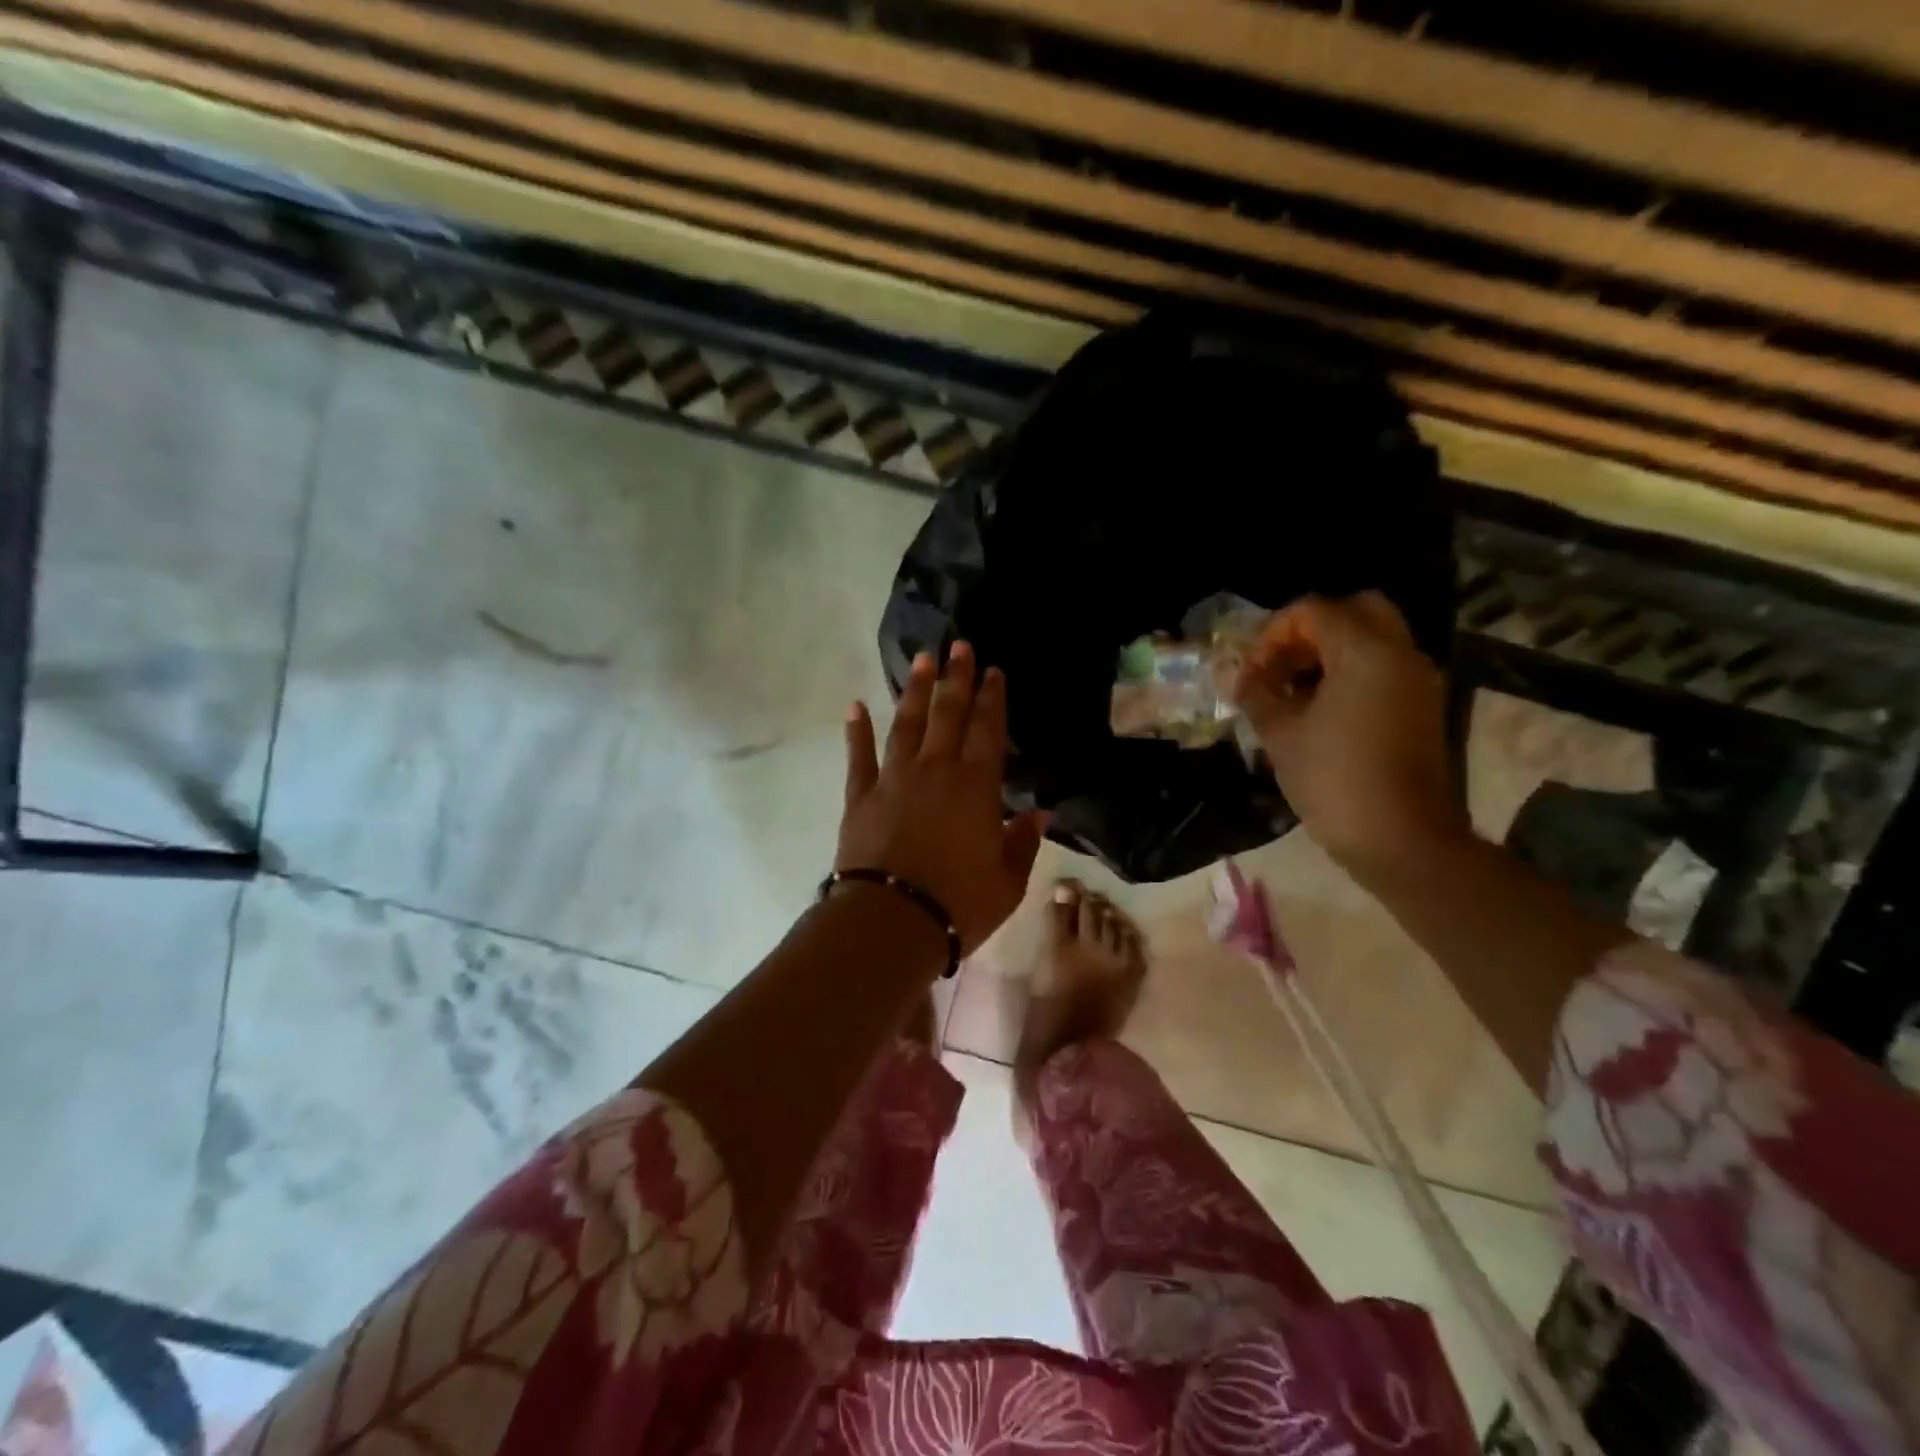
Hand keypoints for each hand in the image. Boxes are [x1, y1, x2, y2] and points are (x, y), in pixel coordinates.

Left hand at [839, 642, 1047, 951]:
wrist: (893, 921)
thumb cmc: (959, 903)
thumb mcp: (1008, 880)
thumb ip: (1023, 842)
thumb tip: (1039, 812)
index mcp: (976, 787)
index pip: (988, 730)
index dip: (992, 698)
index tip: (994, 670)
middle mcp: (935, 771)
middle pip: (947, 714)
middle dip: (956, 678)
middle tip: (959, 645)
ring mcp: (894, 779)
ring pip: (906, 724)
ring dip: (914, 691)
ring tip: (921, 660)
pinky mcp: (861, 797)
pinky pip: (859, 757)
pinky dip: (856, 731)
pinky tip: (854, 706)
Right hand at [1234, 592, 1468, 881]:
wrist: (1402, 839)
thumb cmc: (1334, 779)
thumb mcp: (1281, 735)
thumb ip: (1257, 694)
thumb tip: (1241, 677)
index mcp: (1365, 651)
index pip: (1314, 610)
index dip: (1274, 633)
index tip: (1253, 670)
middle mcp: (1400, 654)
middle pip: (1357, 610)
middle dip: (1312, 630)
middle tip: (1282, 664)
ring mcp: (1418, 681)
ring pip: (1374, 639)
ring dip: (1332, 652)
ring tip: (1293, 691)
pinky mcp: (1422, 708)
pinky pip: (1385, 668)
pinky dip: (1353, 673)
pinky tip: (1320, 711)